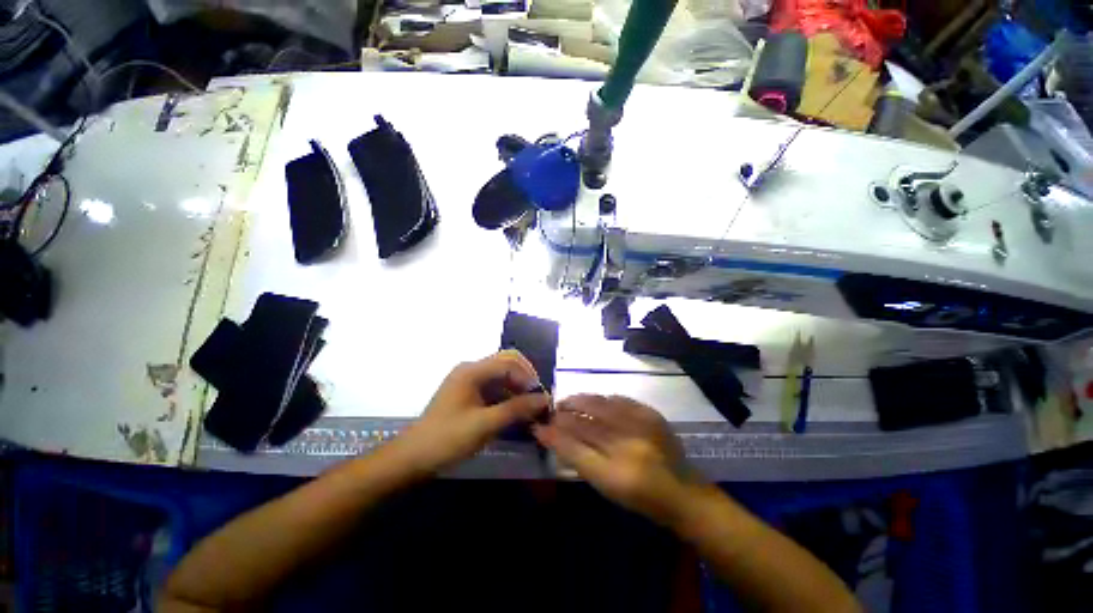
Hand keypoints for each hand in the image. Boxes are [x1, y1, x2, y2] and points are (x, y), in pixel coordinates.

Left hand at [395, 351, 549, 474]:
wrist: (413, 458)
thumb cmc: (448, 438)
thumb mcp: (485, 424)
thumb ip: (516, 409)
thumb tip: (544, 399)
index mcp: (472, 371)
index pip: (509, 363)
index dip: (528, 377)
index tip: (540, 397)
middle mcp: (471, 370)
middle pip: (506, 363)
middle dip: (524, 378)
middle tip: (536, 399)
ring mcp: (469, 381)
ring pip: (501, 376)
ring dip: (517, 388)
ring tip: (530, 408)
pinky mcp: (468, 394)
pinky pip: (494, 388)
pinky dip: (507, 397)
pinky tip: (515, 412)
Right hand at [533, 395, 701, 525]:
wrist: (683, 492)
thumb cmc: (640, 497)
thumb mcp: (606, 487)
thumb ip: (578, 460)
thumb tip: (553, 436)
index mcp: (615, 476)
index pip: (574, 450)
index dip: (553, 436)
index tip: (539, 427)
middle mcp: (628, 448)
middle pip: (585, 425)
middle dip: (564, 415)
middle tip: (553, 410)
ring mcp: (642, 427)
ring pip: (600, 406)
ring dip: (580, 401)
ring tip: (568, 401)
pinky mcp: (651, 414)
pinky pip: (619, 399)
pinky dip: (602, 399)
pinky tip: (595, 400)